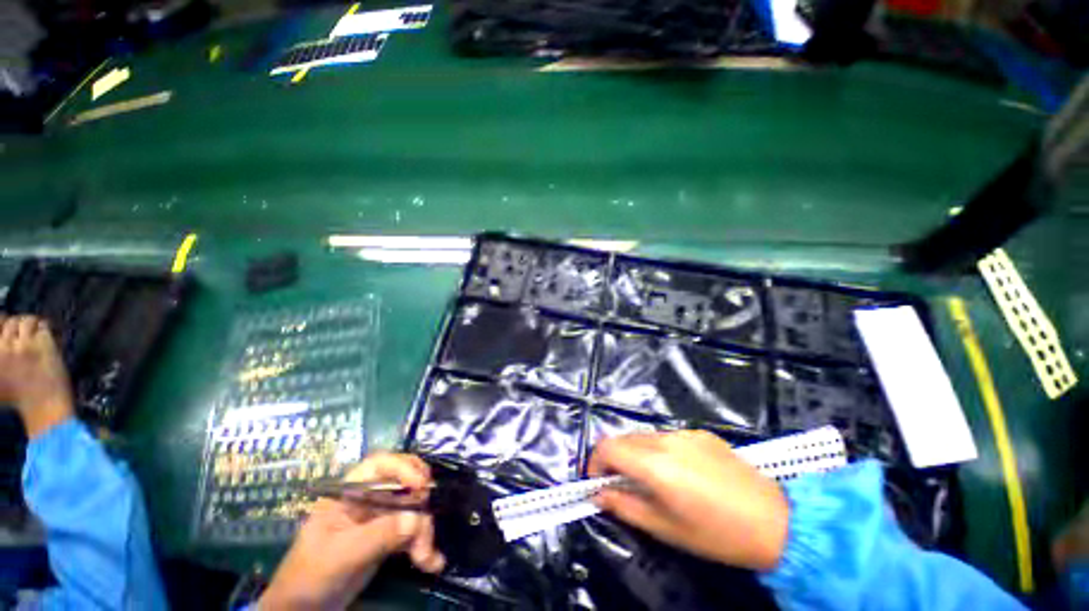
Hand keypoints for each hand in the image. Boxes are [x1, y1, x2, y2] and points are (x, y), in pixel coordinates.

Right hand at [0, 315, 73, 437]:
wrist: (44, 408)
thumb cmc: (20, 400)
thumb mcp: (0, 379)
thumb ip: (1, 357)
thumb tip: (2, 336)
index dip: (3, 325)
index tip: (9, 334)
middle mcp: (4, 347)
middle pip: (9, 322)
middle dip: (17, 326)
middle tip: (25, 335)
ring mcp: (24, 344)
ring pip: (26, 321)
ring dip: (32, 325)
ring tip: (35, 334)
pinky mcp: (43, 344)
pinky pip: (43, 327)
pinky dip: (45, 328)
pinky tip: (46, 337)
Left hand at [260, 453, 445, 609]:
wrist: (304, 610)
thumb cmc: (310, 575)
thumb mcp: (341, 554)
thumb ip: (378, 534)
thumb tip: (415, 519)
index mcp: (350, 492)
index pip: (380, 465)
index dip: (403, 468)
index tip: (421, 485)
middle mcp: (369, 498)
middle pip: (405, 486)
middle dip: (419, 506)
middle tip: (425, 526)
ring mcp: (381, 517)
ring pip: (414, 511)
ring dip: (423, 533)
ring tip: (425, 559)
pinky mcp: (389, 537)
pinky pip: (414, 532)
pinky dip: (424, 545)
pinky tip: (433, 562)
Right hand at [588, 430, 788, 571]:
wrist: (775, 520)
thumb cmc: (716, 534)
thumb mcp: (666, 529)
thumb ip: (625, 507)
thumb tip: (600, 494)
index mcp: (654, 464)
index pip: (607, 447)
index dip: (594, 462)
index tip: (598, 482)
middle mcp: (665, 440)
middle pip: (623, 438)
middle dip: (614, 459)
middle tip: (621, 484)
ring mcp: (684, 433)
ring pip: (644, 436)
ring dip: (636, 454)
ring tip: (650, 480)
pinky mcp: (701, 433)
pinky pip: (667, 437)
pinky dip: (659, 450)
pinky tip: (679, 472)